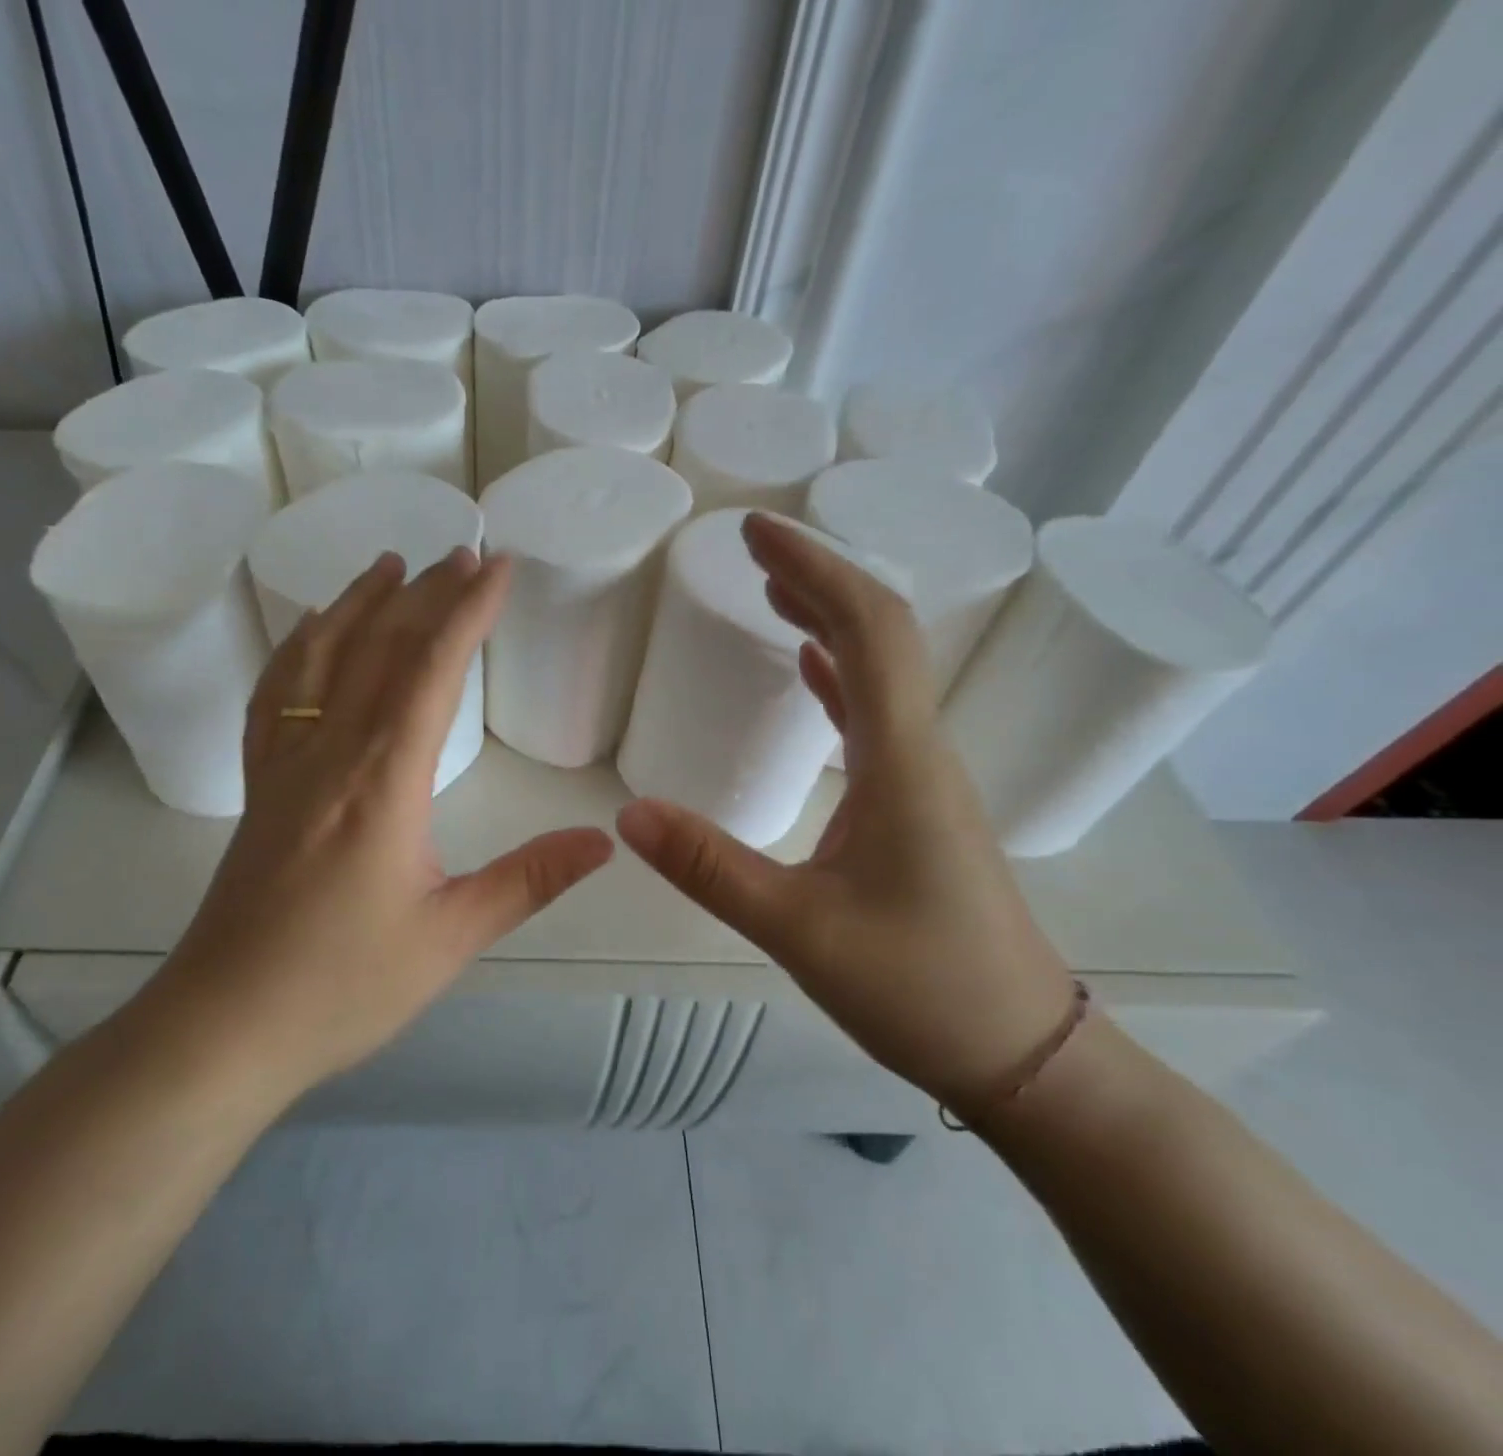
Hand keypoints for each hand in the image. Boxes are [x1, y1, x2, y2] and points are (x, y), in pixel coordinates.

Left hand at [148, 548, 613, 1102]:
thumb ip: (528, 879)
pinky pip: (276, 697)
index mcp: (381, 780)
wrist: (224, 1027)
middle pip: (378, 648)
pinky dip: (297, 650)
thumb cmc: (341, 986)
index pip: (430, 669)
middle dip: (425, 594)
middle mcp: (328, 753)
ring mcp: (284, 766)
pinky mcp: (260, 789)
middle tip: (461, 553)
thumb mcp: (450, 936)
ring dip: (356, 604)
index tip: (498, 565)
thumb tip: (603, 840)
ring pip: (319, 660)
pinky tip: (309, 635)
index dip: (467, 610)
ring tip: (387, 565)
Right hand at [615, 512, 1074, 1112]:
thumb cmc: (923, 990)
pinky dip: (839, 676)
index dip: (814, 569)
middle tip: (754, 546)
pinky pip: (875, 717)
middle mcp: (921, 753)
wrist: (1026, 1056)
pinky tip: (810, 669)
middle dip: (818, 578)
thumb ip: (711, 869)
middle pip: (881, 634)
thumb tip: (627, 815)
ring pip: (880, 672)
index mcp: (902, 761)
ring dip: (828, 620)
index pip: (868, 630)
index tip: (757, 532)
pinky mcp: (915, 809)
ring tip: (772, 591)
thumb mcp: (800, 931)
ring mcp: (923, 780)